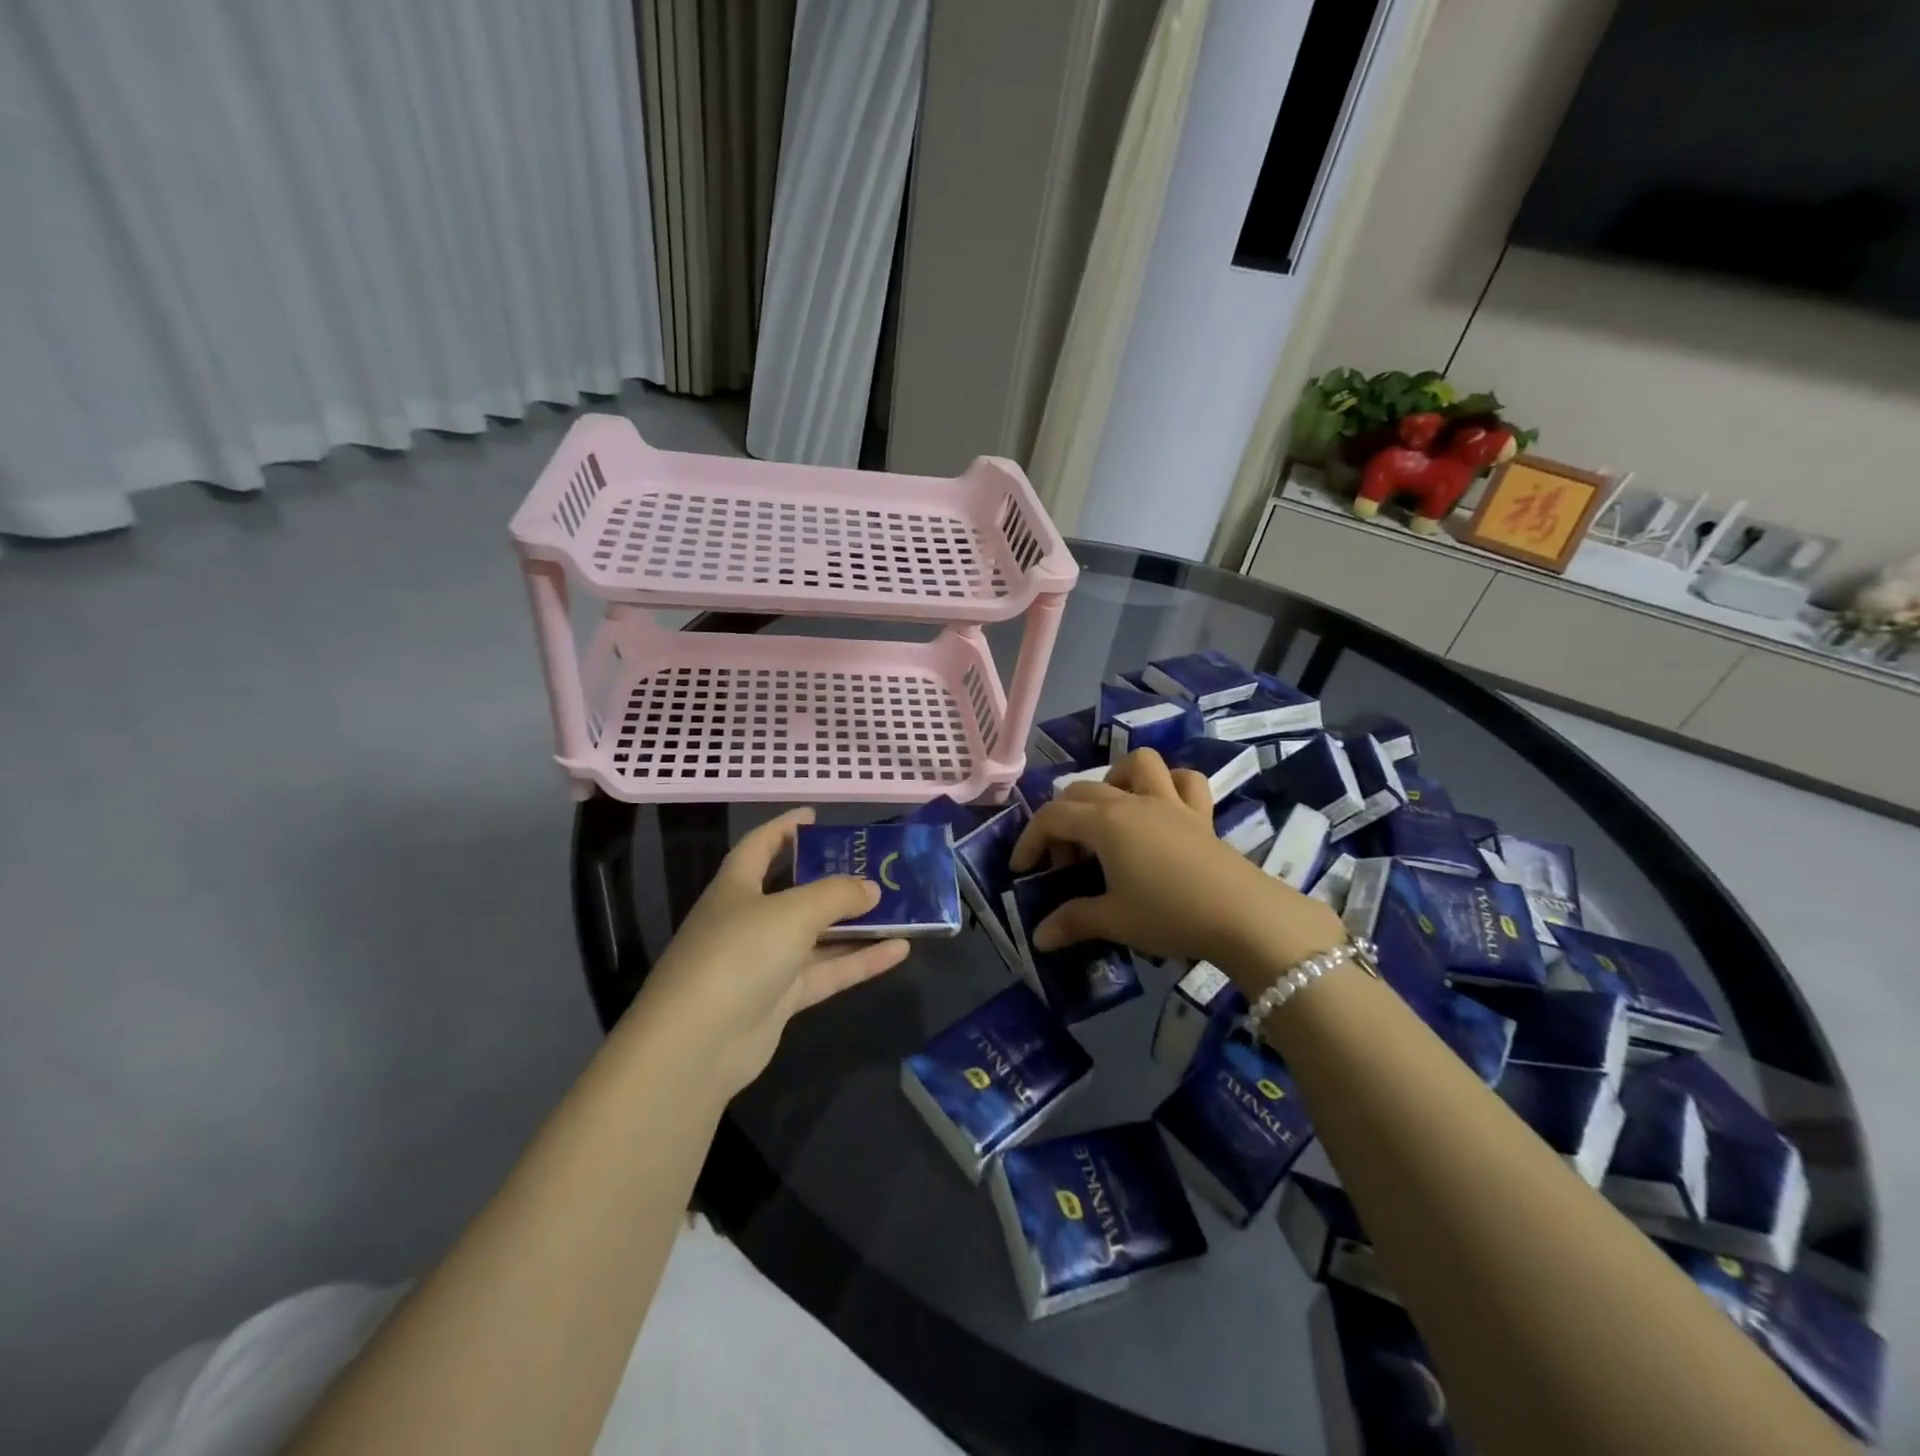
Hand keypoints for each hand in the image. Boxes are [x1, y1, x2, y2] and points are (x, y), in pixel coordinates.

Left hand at [630, 809, 909, 1097]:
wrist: (698, 1044)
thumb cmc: (740, 954)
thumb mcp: (793, 912)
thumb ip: (837, 894)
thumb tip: (872, 888)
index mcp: (737, 887)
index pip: (760, 845)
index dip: (785, 827)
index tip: (816, 816)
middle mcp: (749, 920)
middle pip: (796, 891)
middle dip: (833, 878)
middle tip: (874, 865)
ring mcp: (765, 962)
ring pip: (818, 935)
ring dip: (856, 924)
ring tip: (901, 907)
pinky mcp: (781, 999)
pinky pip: (827, 972)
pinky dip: (860, 961)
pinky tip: (900, 951)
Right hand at [1009, 749, 1346, 985]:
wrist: (1243, 916)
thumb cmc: (1169, 914)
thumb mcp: (1114, 921)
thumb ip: (1072, 922)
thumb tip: (1039, 937)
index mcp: (1105, 823)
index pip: (1053, 817)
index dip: (1029, 840)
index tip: (1022, 870)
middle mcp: (1133, 802)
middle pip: (1083, 791)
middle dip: (1063, 821)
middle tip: (1067, 864)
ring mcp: (1170, 803)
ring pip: (1138, 765)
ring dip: (1115, 781)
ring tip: (1110, 817)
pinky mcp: (1201, 814)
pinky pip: (1185, 782)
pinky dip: (1169, 785)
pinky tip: (1161, 809)